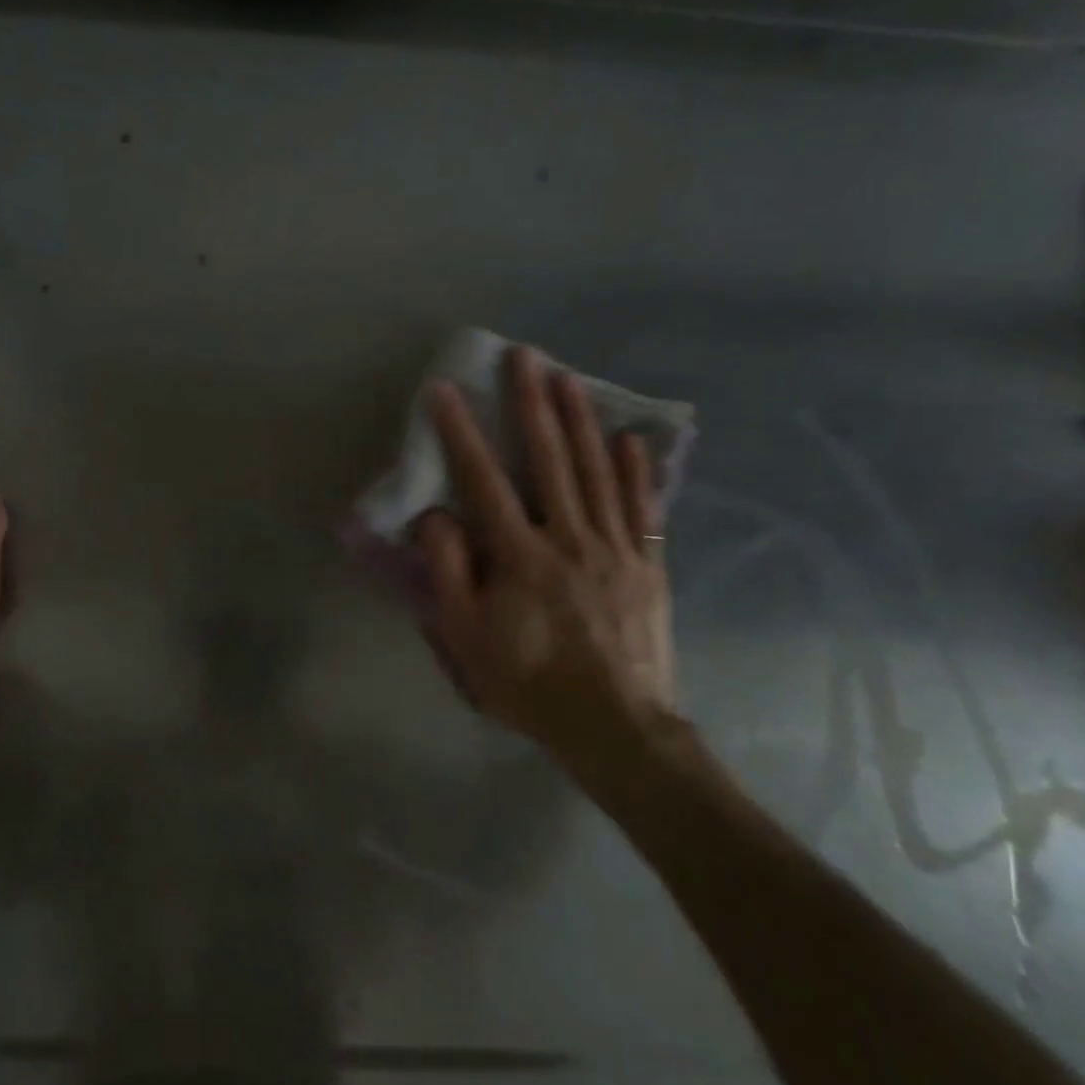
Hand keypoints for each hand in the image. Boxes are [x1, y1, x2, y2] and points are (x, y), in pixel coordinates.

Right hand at [416, 346, 683, 805]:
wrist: (615, 727)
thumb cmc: (529, 683)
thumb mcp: (466, 639)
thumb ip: (447, 574)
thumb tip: (437, 517)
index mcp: (520, 556)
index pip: (484, 481)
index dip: (462, 434)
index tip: (445, 391)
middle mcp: (569, 538)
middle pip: (549, 460)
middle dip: (532, 404)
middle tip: (524, 357)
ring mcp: (615, 548)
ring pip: (596, 473)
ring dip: (580, 422)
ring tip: (569, 379)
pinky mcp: (647, 566)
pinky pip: (642, 509)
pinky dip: (635, 472)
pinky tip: (630, 440)